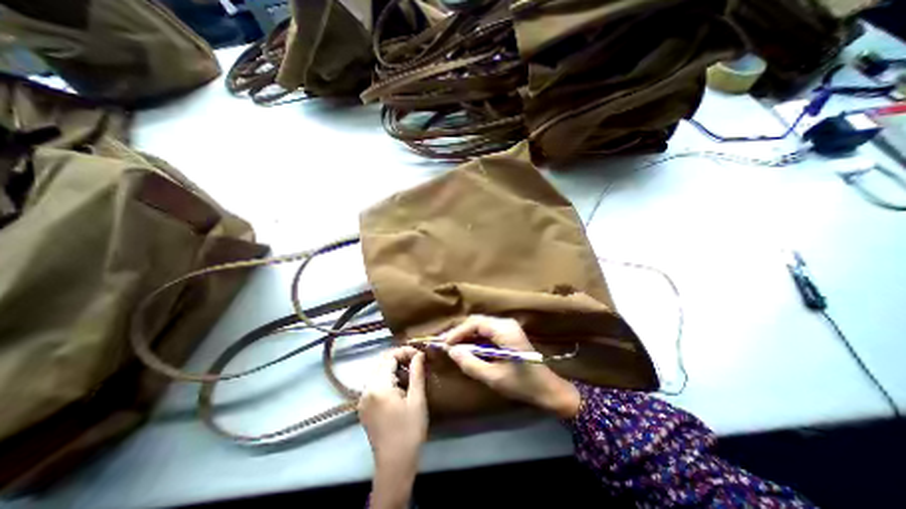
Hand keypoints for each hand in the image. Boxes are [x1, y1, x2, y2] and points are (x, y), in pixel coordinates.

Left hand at [358, 348, 428, 508]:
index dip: (405, 351)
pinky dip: (387, 378)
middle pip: (381, 363)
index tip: (419, 355)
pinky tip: (400, 384)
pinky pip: (375, 383)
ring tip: (411, 371)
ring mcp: (363, 399)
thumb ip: (417, 372)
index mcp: (378, 386)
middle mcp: (366, 390)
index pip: (389, 357)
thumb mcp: (417, 399)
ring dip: (393, 367)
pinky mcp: (364, 407)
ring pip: (378, 372)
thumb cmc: (409, 431)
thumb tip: (419, 354)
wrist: (394, 465)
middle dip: (399, 357)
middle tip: (417, 361)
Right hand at [440, 317, 578, 418]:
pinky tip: (467, 348)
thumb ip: (470, 363)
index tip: (444, 344)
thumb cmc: (522, 384)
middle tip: (445, 345)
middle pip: (477, 321)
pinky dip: (475, 339)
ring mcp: (508, 327)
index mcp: (505, 330)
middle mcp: (506, 323)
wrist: (548, 389)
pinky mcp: (508, 333)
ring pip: (481, 325)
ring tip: (452, 347)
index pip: (475, 323)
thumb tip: (451, 351)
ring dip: (466, 335)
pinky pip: (487, 331)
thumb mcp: (493, 377)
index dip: (458, 332)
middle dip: (460, 332)